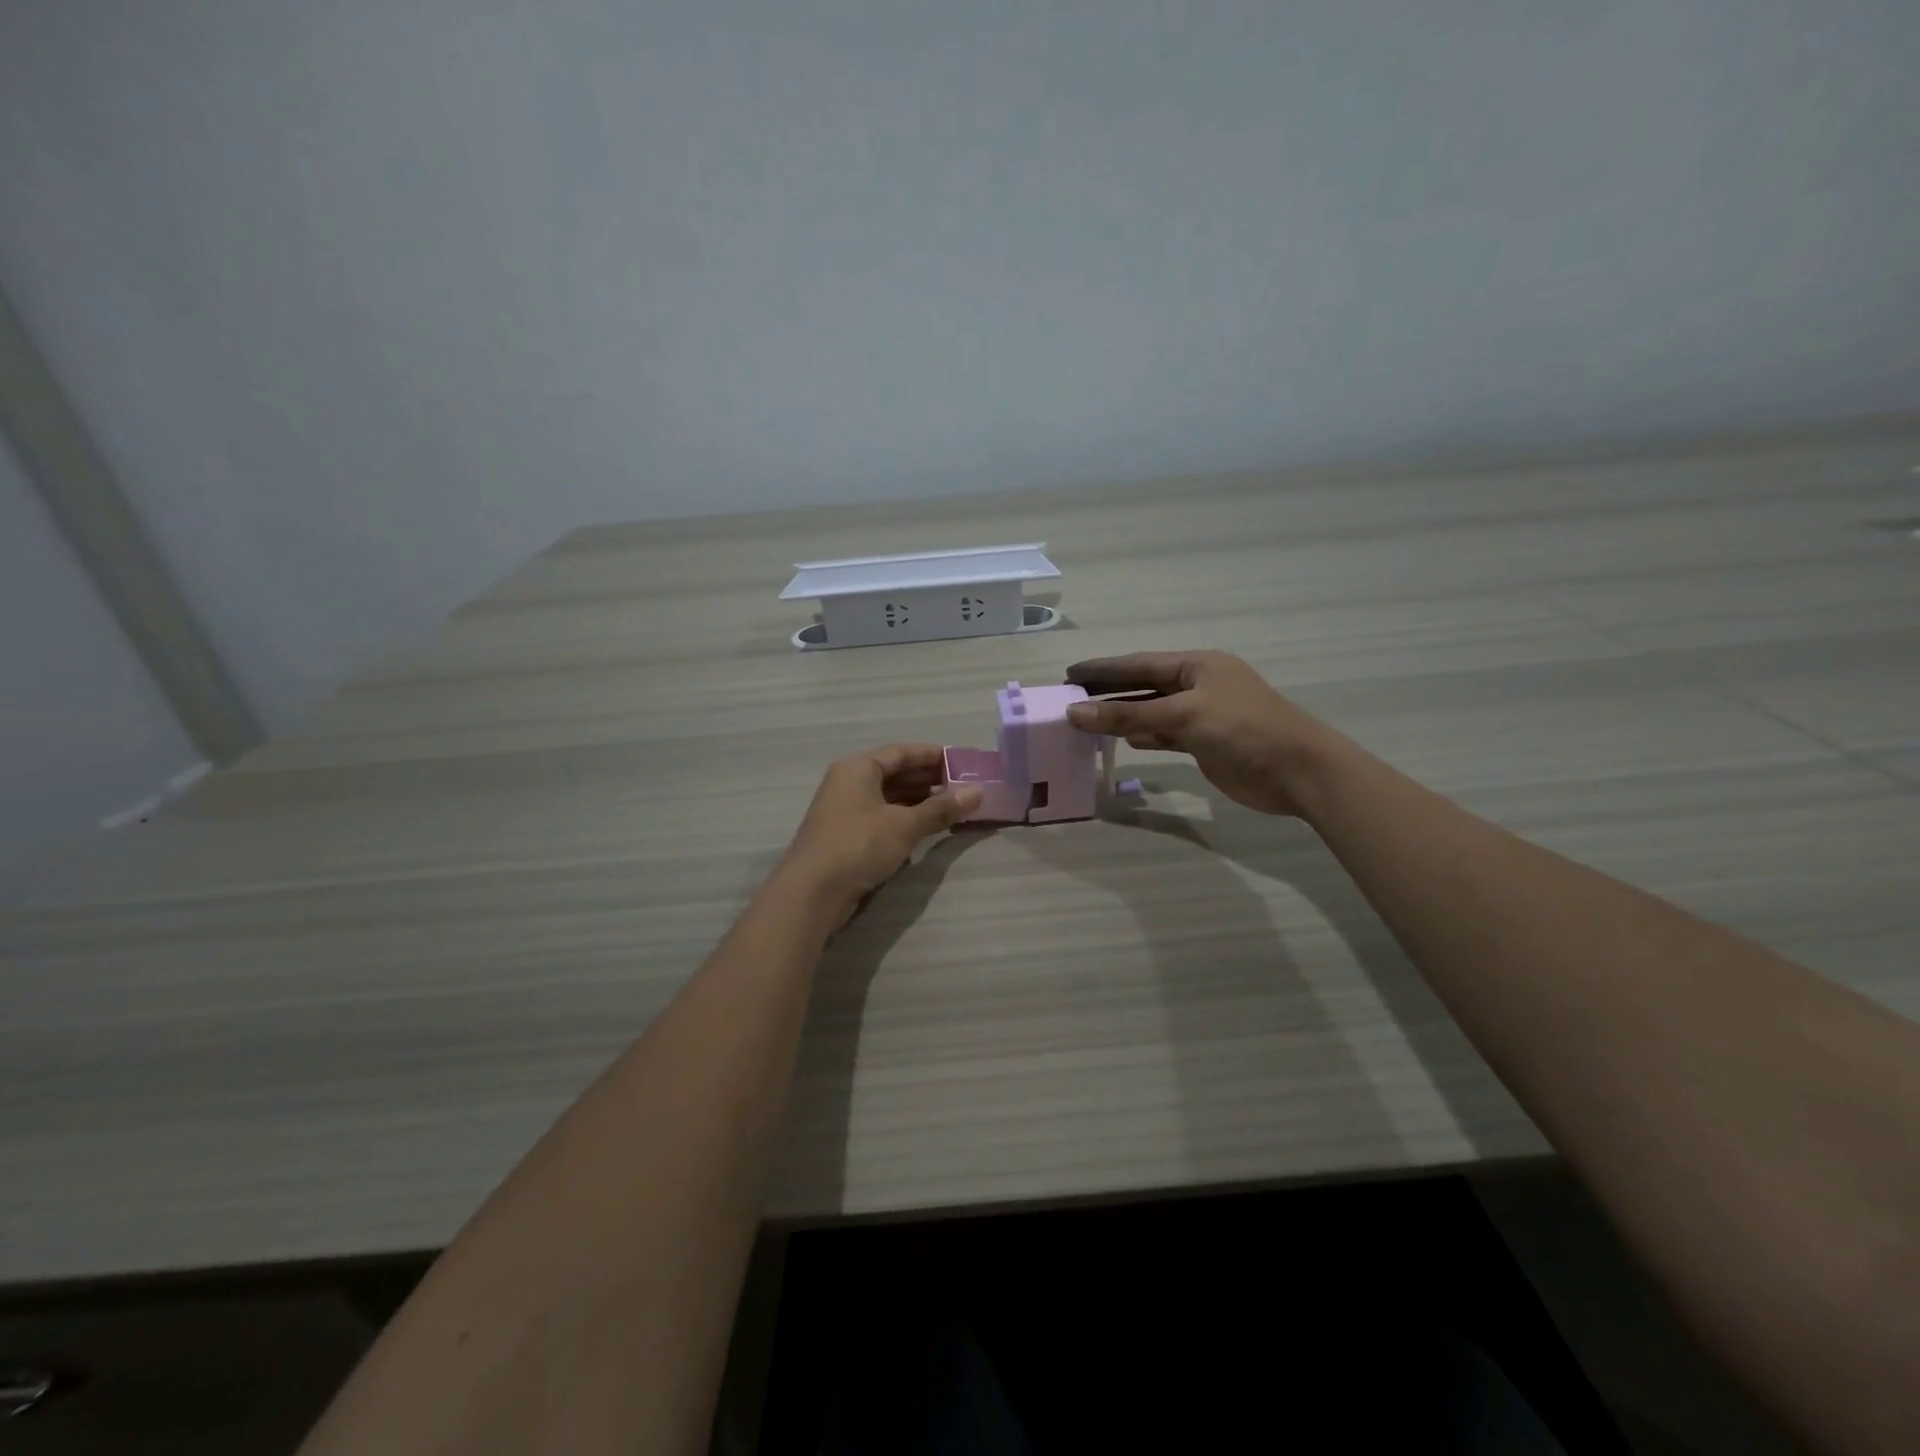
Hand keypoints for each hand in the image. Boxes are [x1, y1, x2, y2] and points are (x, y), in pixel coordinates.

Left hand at [777, 745, 981, 922]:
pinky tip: (927, 829)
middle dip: (930, 780)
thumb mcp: (904, 825)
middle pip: (895, 774)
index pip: (901, 752)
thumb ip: (941, 808)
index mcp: (857, 768)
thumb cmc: (858, 846)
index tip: (963, 762)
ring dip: (920, 802)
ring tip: (953, 808)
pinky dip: (906, 820)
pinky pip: (883, 819)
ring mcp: (845, 811)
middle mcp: (848, 783)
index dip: (932, 756)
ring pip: (889, 798)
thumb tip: (978, 792)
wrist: (811, 894)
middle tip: (964, 787)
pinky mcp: (847, 837)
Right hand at [1065, 650, 1343, 816]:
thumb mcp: (1183, 715)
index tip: (1069, 674)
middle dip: (1108, 692)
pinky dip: (1143, 736)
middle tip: (1069, 698)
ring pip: (1151, 712)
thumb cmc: (1242, 729)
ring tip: (1084, 721)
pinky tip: (1121, 740)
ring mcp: (1202, 715)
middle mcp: (1197, 685)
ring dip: (1122, 717)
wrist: (1297, 771)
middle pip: (1143, 685)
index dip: (1103, 669)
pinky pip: (1164, 735)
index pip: (1139, 663)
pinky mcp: (1204, 743)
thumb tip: (1075, 713)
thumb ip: (1128, 715)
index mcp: (1197, 665)